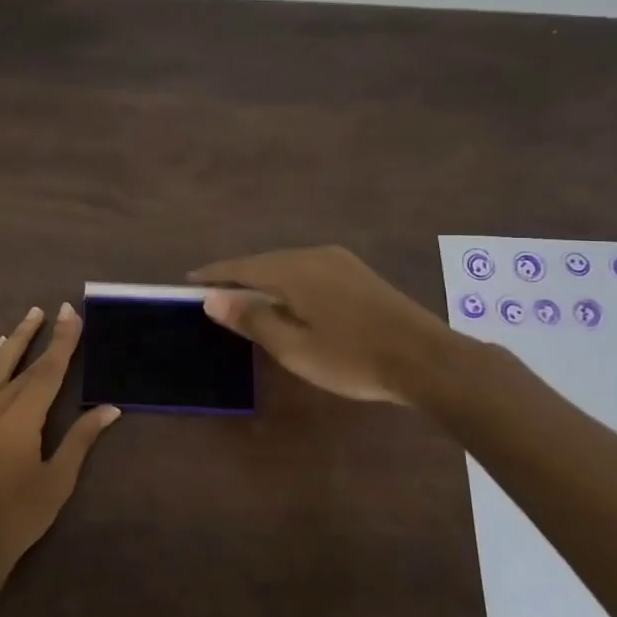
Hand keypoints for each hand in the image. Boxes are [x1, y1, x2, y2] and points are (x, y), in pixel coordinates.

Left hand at [0, 303, 120, 576]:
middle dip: (34, 335)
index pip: (47, 369)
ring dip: (8, 345)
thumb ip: (81, 440)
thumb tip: (109, 409)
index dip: (62, 341)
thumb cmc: (19, 515)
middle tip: (46, 309)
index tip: (70, 313)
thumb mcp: (57, 479)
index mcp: (19, 416)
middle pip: (17, 362)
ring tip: (21, 325)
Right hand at [190, 246, 453, 403]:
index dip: (214, 275)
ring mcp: (340, 262)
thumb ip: (252, 320)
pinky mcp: (358, 274)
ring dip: (263, 279)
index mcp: (294, 270)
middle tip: (213, 294)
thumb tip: (212, 298)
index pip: (242, 267)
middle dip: (237, 276)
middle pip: (264, 262)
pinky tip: (287, 300)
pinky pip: (308, 270)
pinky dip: (287, 282)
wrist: (427, 360)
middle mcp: (314, 256)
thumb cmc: (352, 358)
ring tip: (244, 297)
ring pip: (288, 265)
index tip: (189, 282)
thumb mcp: (294, 347)